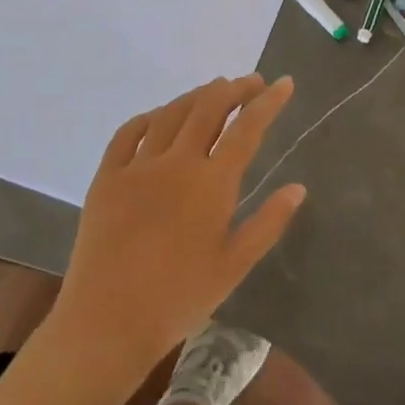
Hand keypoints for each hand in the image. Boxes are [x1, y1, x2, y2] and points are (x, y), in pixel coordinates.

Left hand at [47, 75, 305, 386]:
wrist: (108, 321)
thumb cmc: (180, 298)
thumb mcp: (235, 265)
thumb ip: (268, 222)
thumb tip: (298, 187)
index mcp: (212, 183)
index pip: (247, 128)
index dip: (268, 102)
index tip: (284, 83)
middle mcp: (176, 162)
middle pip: (208, 108)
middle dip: (234, 89)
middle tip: (251, 82)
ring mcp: (138, 166)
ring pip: (171, 113)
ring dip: (196, 96)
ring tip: (213, 91)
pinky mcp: (107, 177)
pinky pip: (128, 132)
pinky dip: (150, 116)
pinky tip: (160, 116)